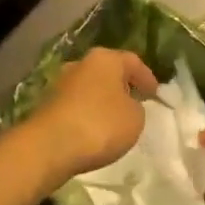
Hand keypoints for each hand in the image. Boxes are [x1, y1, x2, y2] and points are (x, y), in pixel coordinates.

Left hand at [24, 48, 158, 180]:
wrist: (50, 145)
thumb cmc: (100, 124)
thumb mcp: (135, 118)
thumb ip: (136, 107)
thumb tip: (125, 105)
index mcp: (105, 59)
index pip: (133, 61)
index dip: (147, 77)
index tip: (156, 94)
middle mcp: (81, 63)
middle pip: (108, 70)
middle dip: (122, 85)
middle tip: (136, 101)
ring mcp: (61, 82)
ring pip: (90, 86)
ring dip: (103, 98)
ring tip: (115, 118)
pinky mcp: (48, 102)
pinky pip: (77, 103)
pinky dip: (88, 111)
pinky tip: (94, 127)